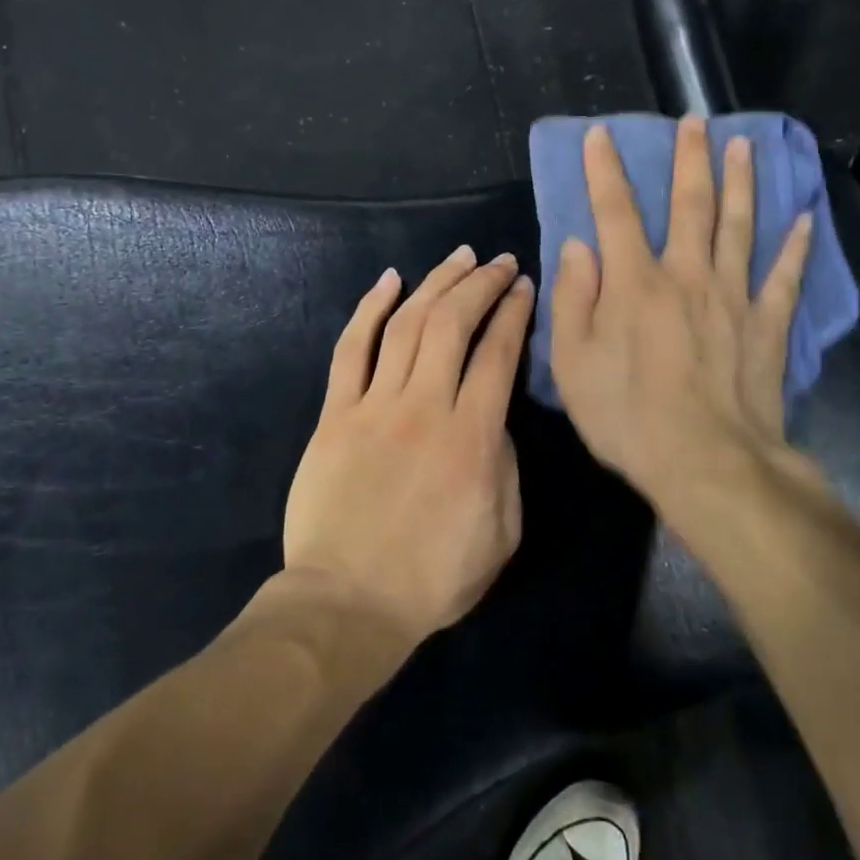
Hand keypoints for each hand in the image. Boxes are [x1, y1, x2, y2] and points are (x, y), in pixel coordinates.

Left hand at [283, 246, 534, 647]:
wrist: (348, 602)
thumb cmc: (433, 577)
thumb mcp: (502, 532)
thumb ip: (505, 464)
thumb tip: (492, 417)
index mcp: (472, 437)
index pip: (498, 353)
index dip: (514, 312)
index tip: (523, 287)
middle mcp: (424, 406)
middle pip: (454, 323)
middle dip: (481, 284)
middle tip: (499, 262)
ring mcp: (375, 405)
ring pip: (408, 325)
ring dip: (436, 283)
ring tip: (459, 258)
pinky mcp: (336, 413)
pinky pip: (353, 348)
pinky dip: (370, 308)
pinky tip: (390, 280)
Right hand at [549, 117, 820, 507]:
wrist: (708, 464)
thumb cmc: (628, 416)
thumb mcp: (573, 363)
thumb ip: (574, 299)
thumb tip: (580, 246)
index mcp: (635, 283)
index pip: (616, 212)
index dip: (606, 170)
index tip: (602, 135)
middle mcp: (687, 275)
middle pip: (690, 205)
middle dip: (689, 159)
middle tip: (695, 120)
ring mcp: (733, 298)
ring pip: (739, 226)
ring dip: (741, 182)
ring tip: (745, 145)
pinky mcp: (767, 326)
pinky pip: (785, 278)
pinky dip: (796, 247)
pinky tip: (806, 219)